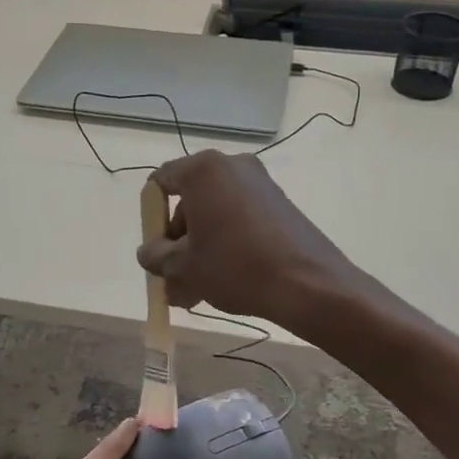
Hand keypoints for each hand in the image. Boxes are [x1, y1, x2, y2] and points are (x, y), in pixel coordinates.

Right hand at [136, 150, 358, 327]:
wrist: (309, 284)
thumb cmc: (236, 267)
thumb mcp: (184, 267)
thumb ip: (156, 256)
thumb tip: (149, 252)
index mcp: (203, 170)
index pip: (160, 183)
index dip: (151, 217)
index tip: (157, 250)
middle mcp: (232, 167)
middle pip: (189, 201)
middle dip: (177, 241)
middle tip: (174, 277)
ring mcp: (260, 184)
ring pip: (214, 215)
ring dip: (199, 249)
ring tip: (195, 292)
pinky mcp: (279, 205)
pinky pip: (238, 220)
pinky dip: (225, 244)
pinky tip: (222, 282)